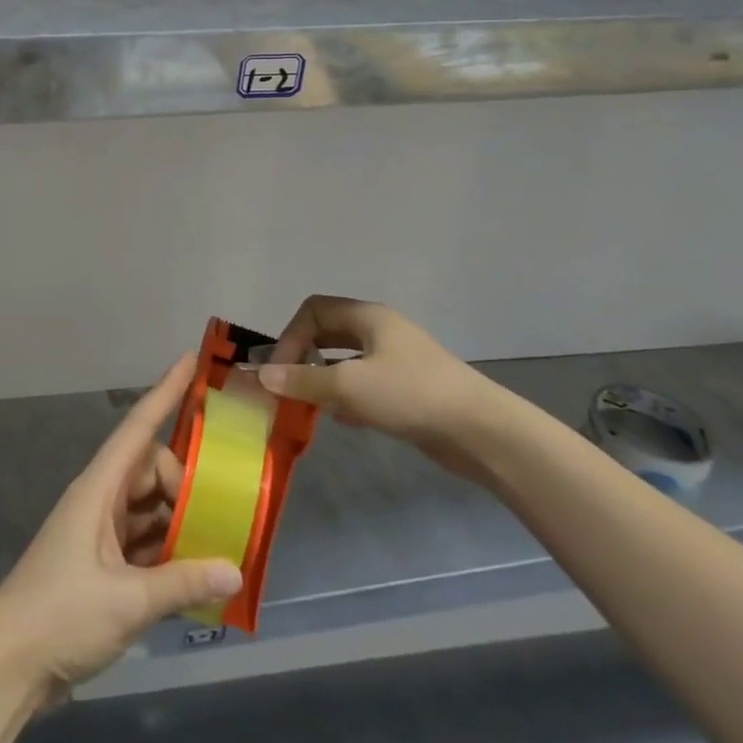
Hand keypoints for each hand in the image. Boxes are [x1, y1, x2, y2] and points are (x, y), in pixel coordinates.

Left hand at [0, 354, 243, 695]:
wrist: (7, 665)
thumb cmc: (60, 615)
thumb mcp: (127, 601)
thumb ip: (182, 583)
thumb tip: (235, 567)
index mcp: (99, 488)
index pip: (139, 426)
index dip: (165, 390)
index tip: (191, 360)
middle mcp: (100, 499)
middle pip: (151, 469)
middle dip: (184, 482)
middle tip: (213, 516)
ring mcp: (99, 531)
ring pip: (149, 505)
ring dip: (178, 519)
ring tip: (216, 541)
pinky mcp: (101, 563)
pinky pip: (143, 539)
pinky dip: (167, 550)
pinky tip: (195, 573)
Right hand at [257, 295, 516, 480]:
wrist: (481, 431)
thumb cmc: (411, 394)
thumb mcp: (349, 385)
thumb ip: (303, 380)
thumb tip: (261, 376)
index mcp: (367, 317)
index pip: (313, 310)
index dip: (290, 335)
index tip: (281, 371)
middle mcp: (380, 331)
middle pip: (328, 332)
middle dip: (303, 356)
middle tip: (288, 385)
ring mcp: (396, 360)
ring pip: (345, 361)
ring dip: (322, 379)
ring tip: (307, 405)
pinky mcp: (407, 390)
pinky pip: (364, 384)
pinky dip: (346, 397)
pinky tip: (340, 419)